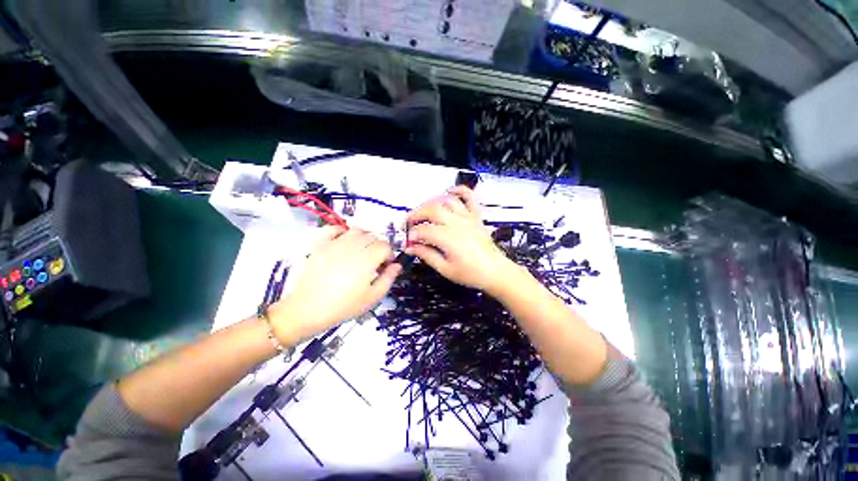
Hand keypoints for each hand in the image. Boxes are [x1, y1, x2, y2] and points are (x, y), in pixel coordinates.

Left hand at [269, 227, 401, 343]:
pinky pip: (334, 229)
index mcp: (368, 258)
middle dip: (377, 247)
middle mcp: (353, 246)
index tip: (384, 267)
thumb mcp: (373, 297)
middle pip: (373, 237)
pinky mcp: (321, 245)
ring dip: (363, 238)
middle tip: (373, 262)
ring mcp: (335, 243)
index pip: (385, 246)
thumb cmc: (344, 306)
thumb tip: (396, 265)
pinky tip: (343, 240)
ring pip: (356, 231)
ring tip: (360, 252)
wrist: (306, 310)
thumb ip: (388, 278)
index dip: (389, 255)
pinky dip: (342, 231)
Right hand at [406, 186, 515, 293]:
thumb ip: (426, 255)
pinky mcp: (476, 216)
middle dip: (416, 214)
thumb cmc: (471, 273)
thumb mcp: (445, 269)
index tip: (407, 241)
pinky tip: (449, 191)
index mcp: (448, 238)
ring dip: (431, 203)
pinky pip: (469, 197)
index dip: (412, 234)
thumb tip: (411, 248)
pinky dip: (459, 190)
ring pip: (445, 201)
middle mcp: (457, 223)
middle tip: (408, 223)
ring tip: (423, 211)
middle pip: (431, 210)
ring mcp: (467, 217)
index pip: (423, 230)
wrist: (495, 271)